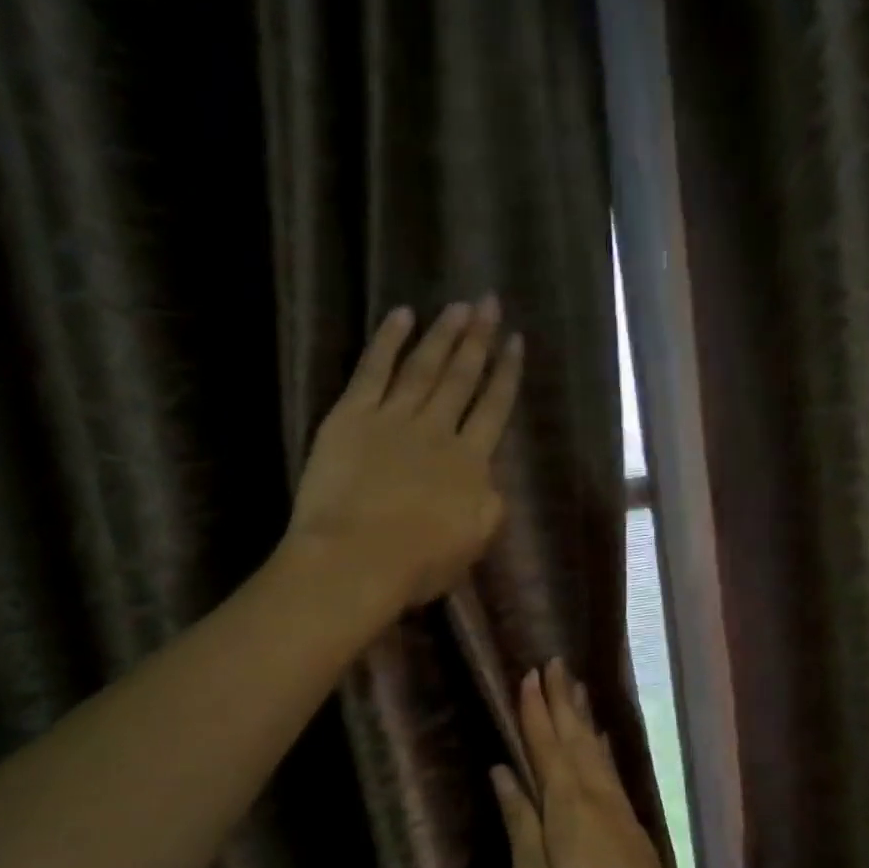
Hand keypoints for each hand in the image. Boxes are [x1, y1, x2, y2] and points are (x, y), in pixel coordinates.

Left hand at [287, 298, 521, 608]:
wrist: (356, 559)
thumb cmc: (418, 564)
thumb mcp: (473, 543)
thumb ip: (488, 506)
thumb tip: (488, 480)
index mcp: (470, 463)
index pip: (494, 409)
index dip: (507, 374)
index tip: (517, 343)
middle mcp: (437, 430)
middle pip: (462, 377)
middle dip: (478, 340)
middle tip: (490, 303)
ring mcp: (393, 419)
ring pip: (424, 366)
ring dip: (443, 334)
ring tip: (459, 306)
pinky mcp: (351, 416)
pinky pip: (373, 370)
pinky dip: (388, 341)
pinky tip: (402, 315)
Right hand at [490, 660, 696, 867]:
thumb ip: (520, 823)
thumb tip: (502, 771)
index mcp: (567, 807)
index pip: (546, 746)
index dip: (535, 711)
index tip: (528, 675)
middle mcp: (596, 797)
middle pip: (576, 738)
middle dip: (563, 700)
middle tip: (555, 663)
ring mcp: (619, 811)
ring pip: (597, 750)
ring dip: (583, 716)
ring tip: (577, 687)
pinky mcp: (632, 827)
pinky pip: (611, 770)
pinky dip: (602, 747)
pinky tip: (602, 741)